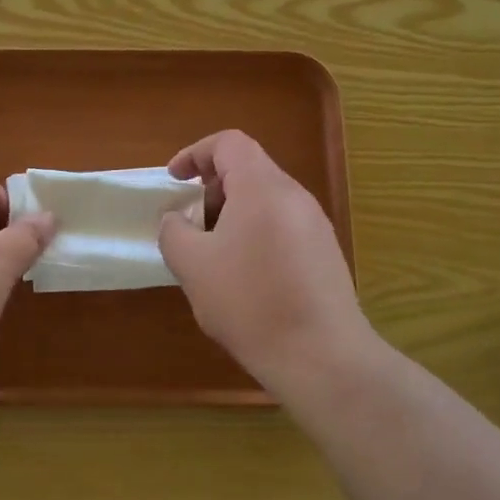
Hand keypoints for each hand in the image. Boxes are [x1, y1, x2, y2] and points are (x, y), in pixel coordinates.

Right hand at [158, 130, 376, 394]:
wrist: (321, 356)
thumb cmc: (250, 301)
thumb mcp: (192, 265)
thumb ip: (174, 230)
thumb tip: (177, 218)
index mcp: (263, 187)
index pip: (229, 143)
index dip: (195, 153)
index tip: (174, 181)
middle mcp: (295, 196)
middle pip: (249, 169)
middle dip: (211, 188)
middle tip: (189, 224)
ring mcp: (315, 225)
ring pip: (265, 200)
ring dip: (232, 215)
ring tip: (212, 255)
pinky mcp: (325, 254)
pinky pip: (282, 226)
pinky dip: (254, 234)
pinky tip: (244, 278)